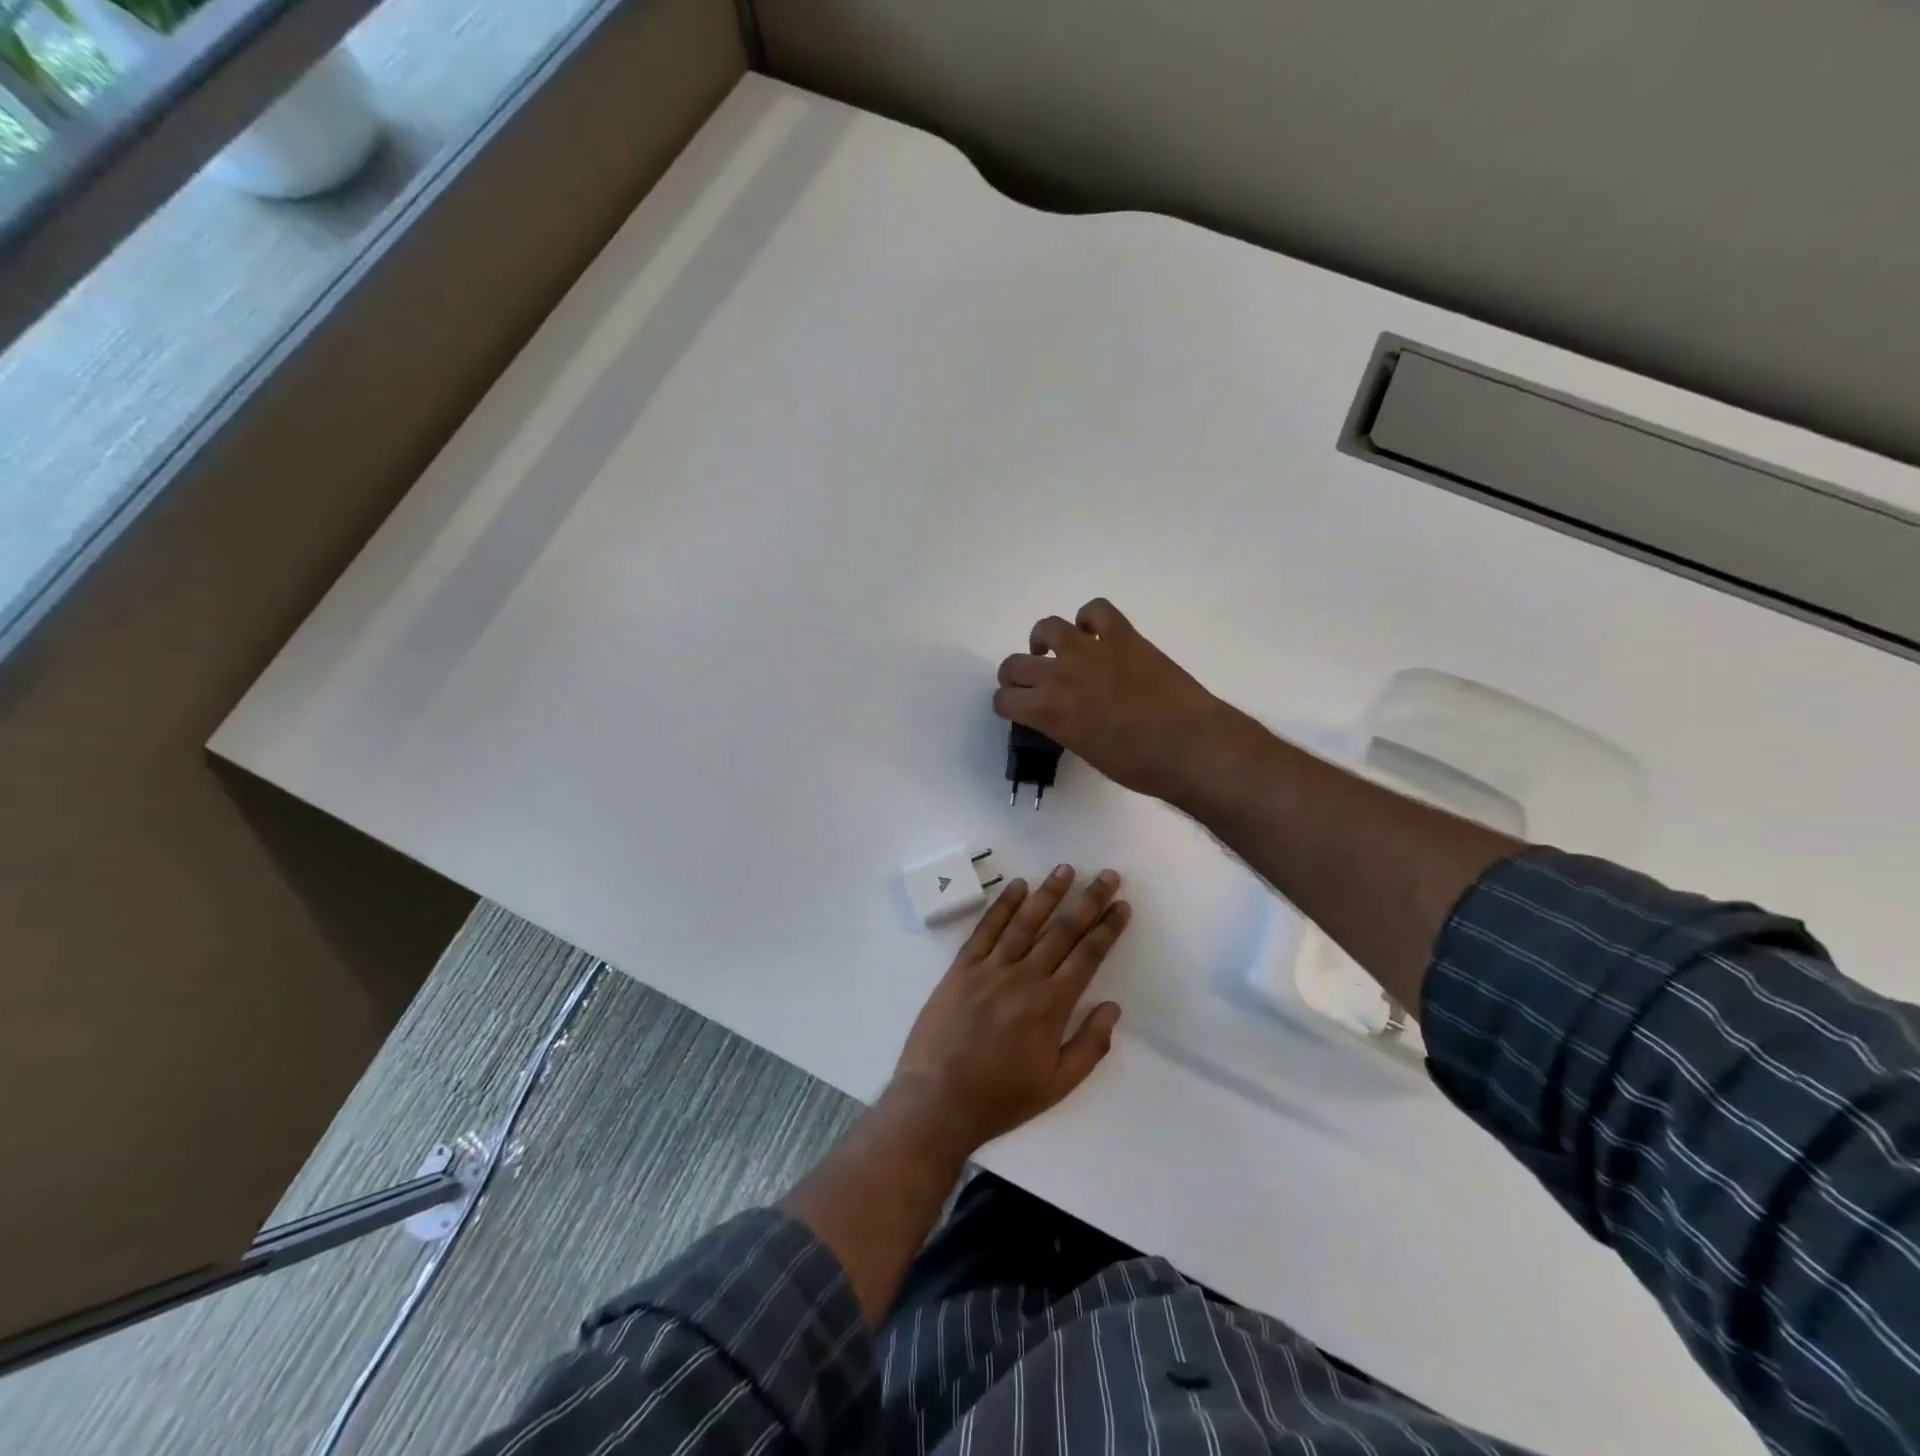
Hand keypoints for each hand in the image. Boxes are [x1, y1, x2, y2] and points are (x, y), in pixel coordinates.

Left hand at [887, 865, 1129, 1156]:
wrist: (938, 1100)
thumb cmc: (1002, 1097)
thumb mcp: (1058, 1084)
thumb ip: (1090, 1045)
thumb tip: (1112, 1006)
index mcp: (1051, 1005)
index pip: (1087, 955)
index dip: (1107, 928)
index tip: (1121, 905)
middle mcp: (1024, 977)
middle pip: (1062, 930)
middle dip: (1088, 900)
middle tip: (1106, 875)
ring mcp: (990, 968)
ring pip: (1025, 922)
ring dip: (1048, 893)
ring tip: (1065, 869)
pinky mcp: (961, 968)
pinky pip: (985, 929)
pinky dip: (1002, 906)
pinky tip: (1016, 886)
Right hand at [994, 598, 1239, 804]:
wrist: (1189, 746)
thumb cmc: (1139, 765)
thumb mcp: (1087, 752)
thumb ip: (1064, 728)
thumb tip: (1063, 716)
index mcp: (1048, 712)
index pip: (1005, 700)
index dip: (1008, 705)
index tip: (1018, 709)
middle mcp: (1060, 675)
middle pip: (1016, 664)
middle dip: (1017, 677)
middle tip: (1032, 685)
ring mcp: (1091, 650)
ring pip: (1047, 627)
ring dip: (1044, 641)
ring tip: (1056, 652)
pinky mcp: (1123, 636)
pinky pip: (1096, 610)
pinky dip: (1090, 619)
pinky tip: (1095, 634)